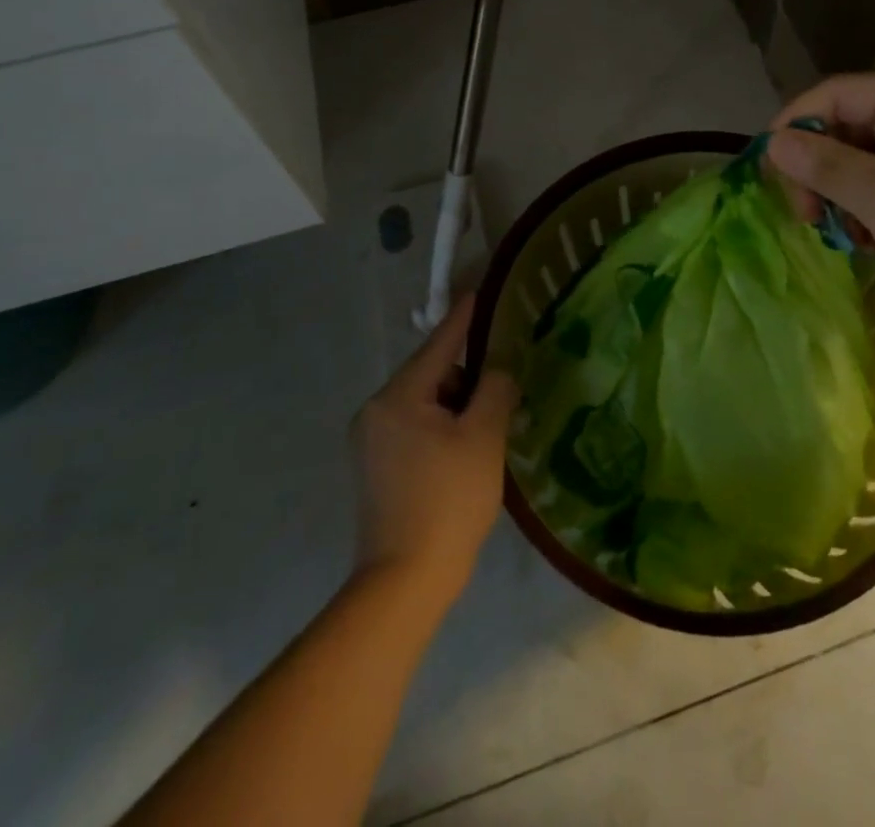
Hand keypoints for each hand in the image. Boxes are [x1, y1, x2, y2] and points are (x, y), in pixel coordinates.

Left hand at [351, 294, 517, 606]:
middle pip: (431, 374)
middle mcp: (375, 411)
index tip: (480, 291)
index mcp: (398, 397)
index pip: (439, 343)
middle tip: (503, 393)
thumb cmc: (448, 501)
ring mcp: (370, 442)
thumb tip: (498, 370)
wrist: (404, 583)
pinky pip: (414, 427)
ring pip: (424, 402)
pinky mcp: (375, 468)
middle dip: (467, 377)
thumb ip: (495, 390)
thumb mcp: (483, 438)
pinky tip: (465, 452)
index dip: (465, 318)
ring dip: (456, 406)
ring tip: (488, 430)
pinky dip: (441, 428)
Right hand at [767, 74, 874, 332]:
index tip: (770, 176)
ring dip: (846, 195)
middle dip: (820, 170)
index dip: (794, 128)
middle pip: (849, 126)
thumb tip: (774, 142)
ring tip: (847, 239)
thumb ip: (826, 166)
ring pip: (869, 159)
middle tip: (809, 220)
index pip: (833, 95)